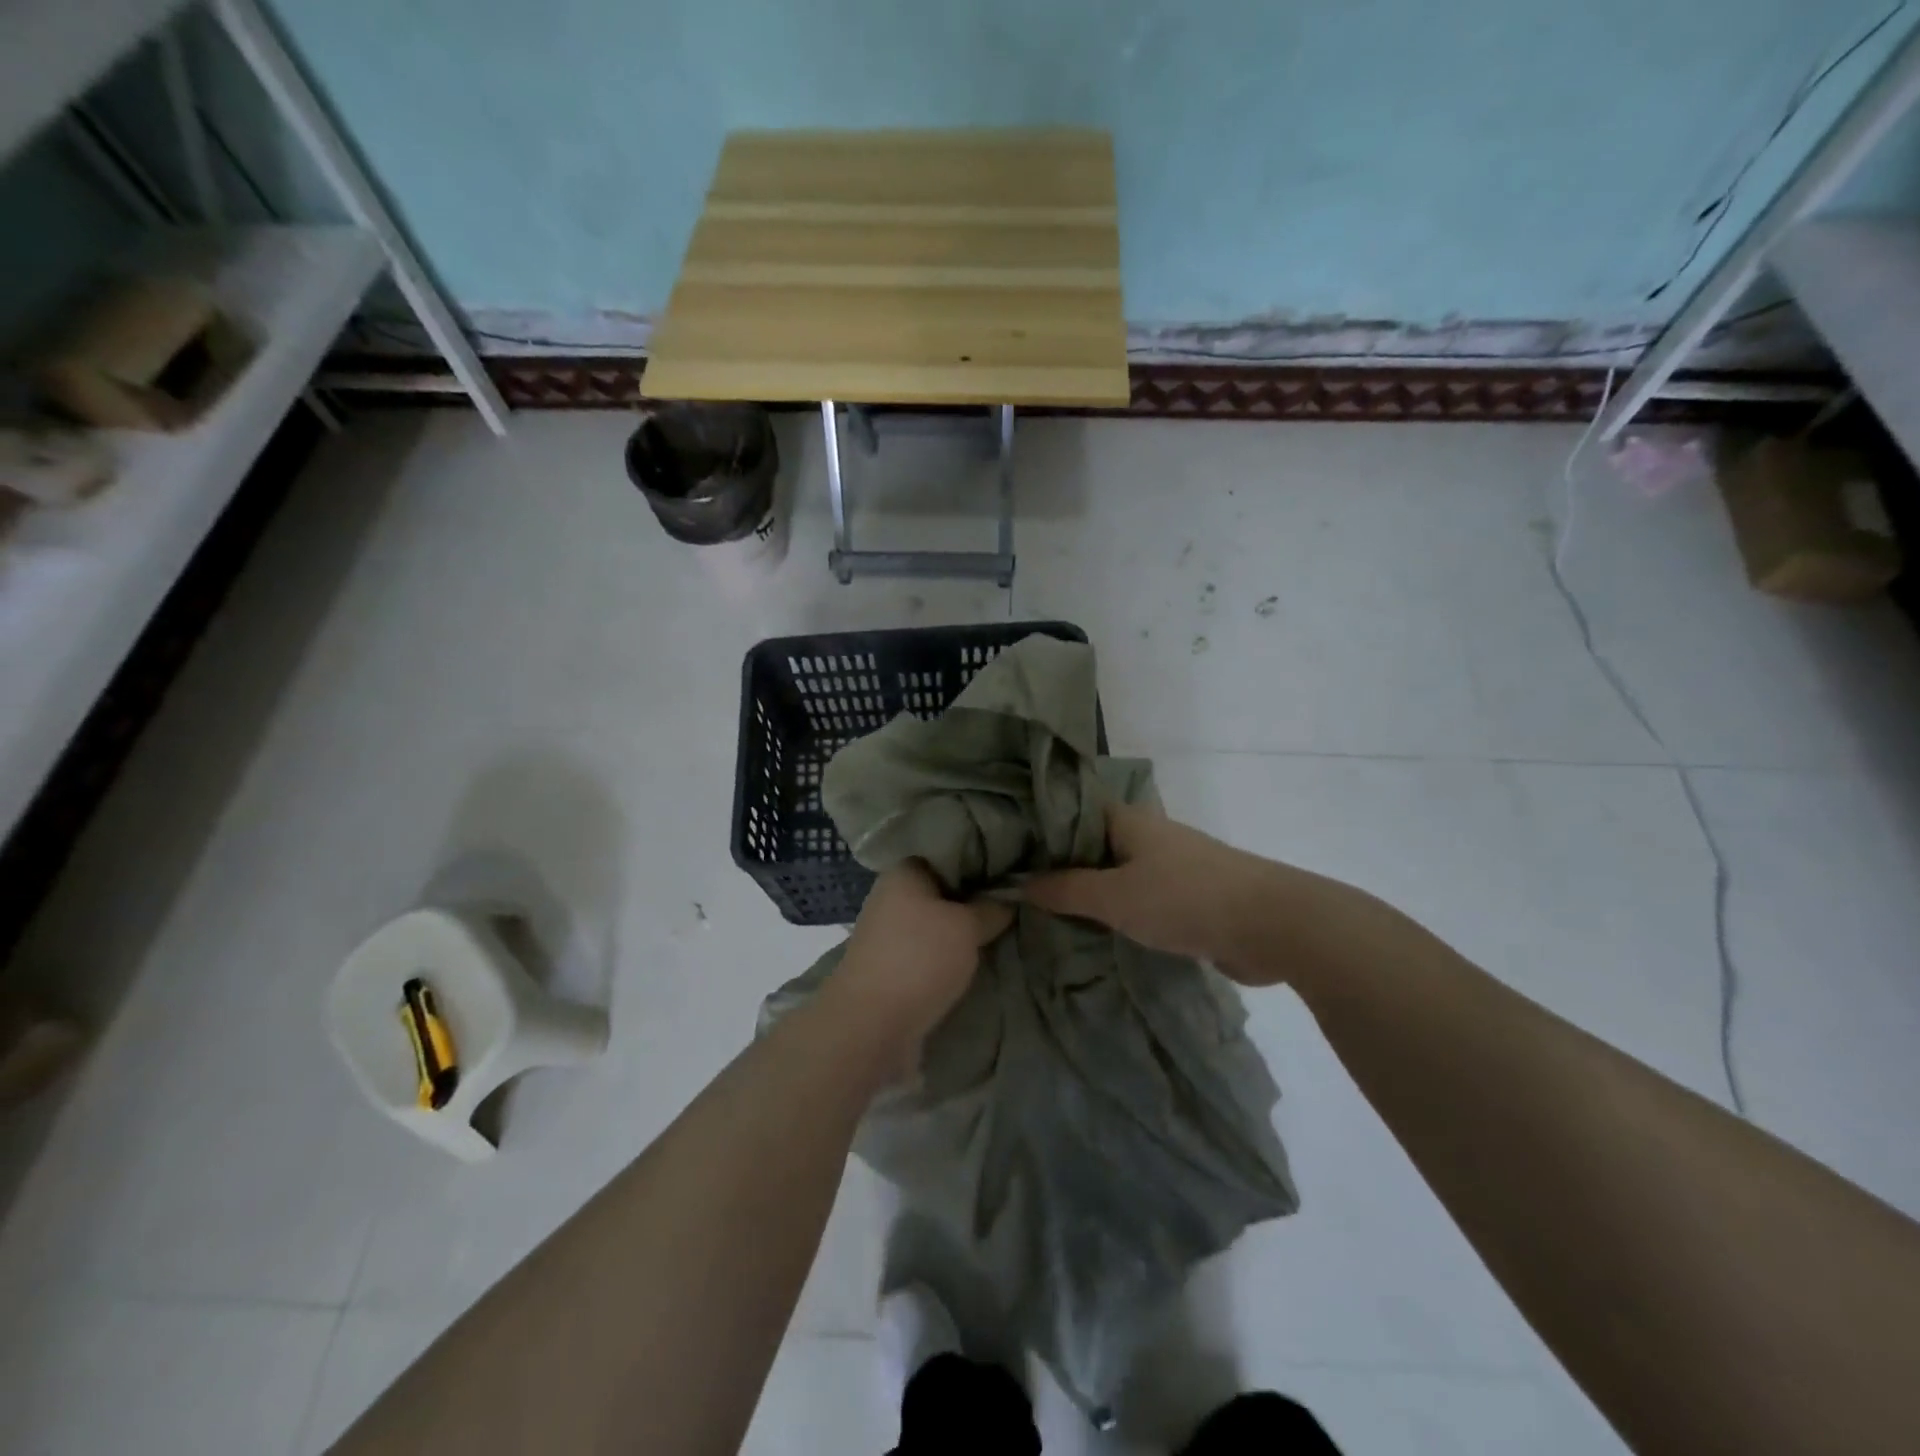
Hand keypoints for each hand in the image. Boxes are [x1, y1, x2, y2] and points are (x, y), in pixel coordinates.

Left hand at [827, 862, 1012, 1058]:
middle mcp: (891, 896)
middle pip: (944, 891)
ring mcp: (888, 934)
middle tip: (1015, 905)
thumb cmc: (919, 959)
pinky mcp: (891, 967)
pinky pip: (929, 952)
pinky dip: (949, 957)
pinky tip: (977, 961)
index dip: (982, 862)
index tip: (1013, 873)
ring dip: (963, 932)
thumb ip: (991, 908)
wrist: (870, 1027)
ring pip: (937, 924)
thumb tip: (1009, 898)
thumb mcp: (967, 926)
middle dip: (976, 900)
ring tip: (1003, 934)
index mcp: (903, 872)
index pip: (949, 854)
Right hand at [1023, 802, 1276, 978]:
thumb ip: (1066, 890)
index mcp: (1128, 821)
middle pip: (1092, 844)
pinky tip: (1094, 931)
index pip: (1072, 811)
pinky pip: (1140, 899)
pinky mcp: (1189, 897)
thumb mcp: (1114, 897)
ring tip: (1046, 912)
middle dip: (1060, 865)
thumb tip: (1020, 884)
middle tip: (1017, 888)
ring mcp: (1171, 866)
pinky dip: (1118, 911)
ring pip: (1117, 874)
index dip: (1040, 827)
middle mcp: (1147, 836)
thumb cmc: (1184, 899)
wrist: (1271, 925)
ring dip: (1090, 892)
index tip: (1006, 848)